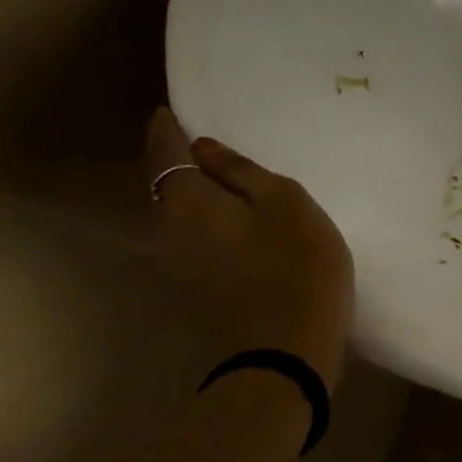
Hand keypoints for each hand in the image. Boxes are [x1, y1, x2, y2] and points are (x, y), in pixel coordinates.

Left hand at [145, 108, 354, 388]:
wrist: (286, 349)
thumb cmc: (296, 264)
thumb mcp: (286, 203)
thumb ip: (244, 172)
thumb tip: (207, 151)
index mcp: (188, 204)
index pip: (166, 156)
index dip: (167, 132)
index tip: (167, 111)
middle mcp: (169, 231)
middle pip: (165, 186)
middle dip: (176, 160)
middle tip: (198, 137)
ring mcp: (180, 263)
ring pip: (178, 212)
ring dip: (192, 189)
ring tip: (219, 170)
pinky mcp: (199, 283)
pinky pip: (193, 233)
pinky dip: (205, 213)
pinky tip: (232, 211)